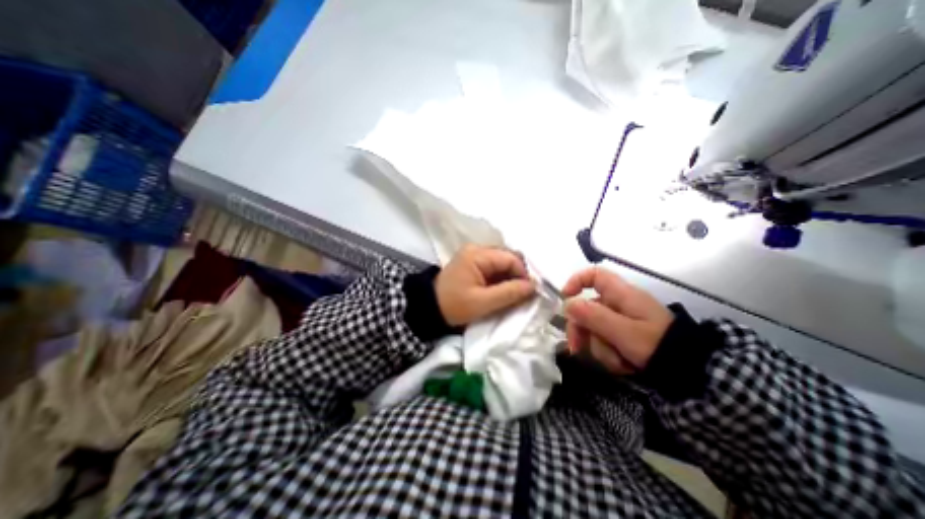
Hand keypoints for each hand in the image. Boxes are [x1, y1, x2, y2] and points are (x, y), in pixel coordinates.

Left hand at [439, 245, 538, 325]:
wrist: (429, 308)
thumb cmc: (454, 305)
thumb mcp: (483, 302)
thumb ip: (510, 293)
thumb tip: (533, 286)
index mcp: (477, 254)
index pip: (511, 258)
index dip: (523, 274)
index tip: (528, 293)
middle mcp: (477, 249)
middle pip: (507, 257)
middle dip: (517, 275)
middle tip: (521, 294)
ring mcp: (474, 255)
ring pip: (502, 262)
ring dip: (510, 277)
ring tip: (511, 294)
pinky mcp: (473, 263)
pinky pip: (494, 267)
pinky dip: (501, 278)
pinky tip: (502, 291)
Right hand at [563, 269, 672, 371]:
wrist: (692, 372)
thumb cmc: (657, 345)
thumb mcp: (623, 331)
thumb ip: (594, 316)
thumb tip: (567, 303)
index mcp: (621, 294)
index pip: (594, 274)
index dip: (576, 282)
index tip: (565, 299)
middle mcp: (618, 303)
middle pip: (587, 307)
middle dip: (580, 329)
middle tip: (576, 348)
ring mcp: (621, 321)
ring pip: (593, 327)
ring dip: (598, 346)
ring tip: (616, 361)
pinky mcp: (624, 335)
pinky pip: (604, 340)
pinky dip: (608, 353)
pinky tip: (621, 364)